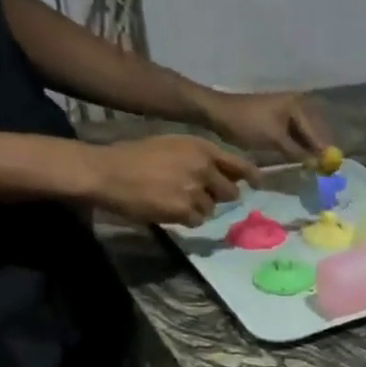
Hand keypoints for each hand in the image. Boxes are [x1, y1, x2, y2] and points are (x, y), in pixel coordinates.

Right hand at [82, 134, 256, 226]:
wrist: (107, 171)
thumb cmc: (135, 156)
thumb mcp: (173, 146)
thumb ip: (201, 158)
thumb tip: (229, 176)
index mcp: (201, 148)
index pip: (238, 164)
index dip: (251, 175)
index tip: (258, 183)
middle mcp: (203, 167)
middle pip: (230, 192)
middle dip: (218, 196)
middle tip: (198, 195)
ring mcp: (194, 189)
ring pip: (211, 208)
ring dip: (198, 208)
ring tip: (173, 198)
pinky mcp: (184, 209)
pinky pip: (197, 220)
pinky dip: (185, 218)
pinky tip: (167, 208)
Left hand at [206, 90, 330, 162]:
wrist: (216, 112)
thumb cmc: (247, 123)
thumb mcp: (275, 140)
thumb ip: (299, 153)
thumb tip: (318, 166)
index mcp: (298, 106)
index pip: (317, 134)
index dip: (324, 153)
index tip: (330, 171)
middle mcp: (296, 106)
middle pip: (314, 134)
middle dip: (318, 152)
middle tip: (323, 172)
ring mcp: (286, 112)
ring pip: (304, 137)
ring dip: (307, 152)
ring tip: (312, 170)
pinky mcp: (277, 120)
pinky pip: (293, 136)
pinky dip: (297, 148)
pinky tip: (299, 161)